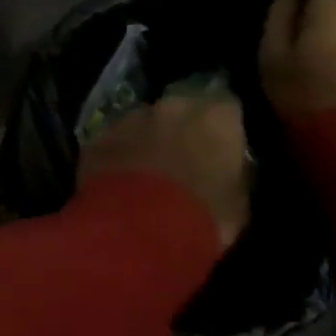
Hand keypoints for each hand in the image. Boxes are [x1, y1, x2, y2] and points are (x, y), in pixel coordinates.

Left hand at [77, 96, 249, 247]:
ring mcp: (130, 118)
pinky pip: (112, 141)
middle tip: (180, 157)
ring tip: (143, 172)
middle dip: (181, 128)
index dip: (222, 127)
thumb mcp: (238, 204)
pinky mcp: (98, 135)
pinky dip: (116, 154)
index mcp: (216, 118)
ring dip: (145, 139)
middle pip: (181, 109)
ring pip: (142, 122)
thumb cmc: (201, 218)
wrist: (137, 229)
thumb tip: (227, 168)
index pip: (226, 108)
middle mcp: (173, 106)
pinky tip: (115, 181)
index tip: (220, 146)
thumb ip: (233, 175)